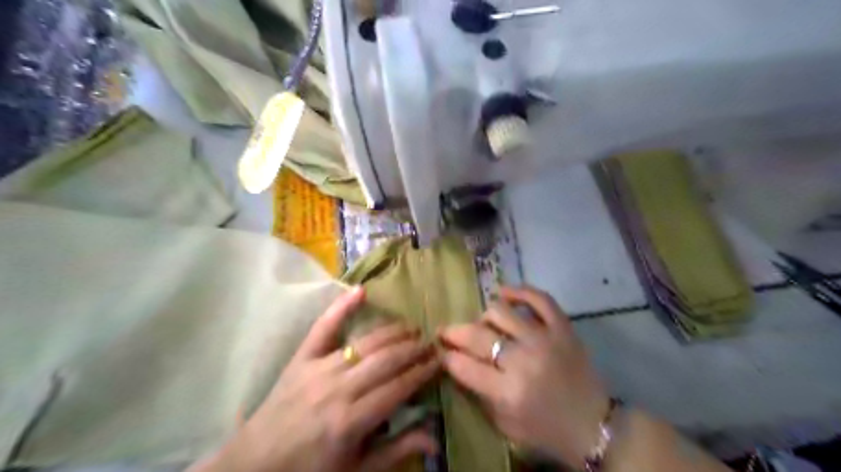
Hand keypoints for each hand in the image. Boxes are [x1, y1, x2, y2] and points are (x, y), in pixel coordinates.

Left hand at [193, 285, 436, 471]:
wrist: (256, 465)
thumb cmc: (311, 470)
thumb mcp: (357, 470)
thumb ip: (396, 451)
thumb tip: (435, 439)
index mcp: (352, 420)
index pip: (399, 386)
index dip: (422, 371)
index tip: (439, 360)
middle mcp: (339, 388)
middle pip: (386, 359)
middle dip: (414, 348)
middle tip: (431, 343)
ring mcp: (319, 368)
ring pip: (366, 342)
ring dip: (393, 332)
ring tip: (412, 327)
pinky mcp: (302, 358)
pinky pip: (323, 327)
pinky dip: (341, 307)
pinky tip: (361, 291)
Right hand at [437, 285, 608, 466]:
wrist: (594, 426)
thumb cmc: (546, 431)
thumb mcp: (505, 424)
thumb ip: (479, 393)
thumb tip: (458, 362)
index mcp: (508, 392)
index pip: (464, 365)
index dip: (447, 356)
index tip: (442, 351)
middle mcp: (523, 361)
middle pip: (477, 335)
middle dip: (455, 332)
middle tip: (448, 332)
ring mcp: (544, 339)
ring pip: (501, 311)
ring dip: (485, 316)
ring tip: (485, 324)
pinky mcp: (563, 328)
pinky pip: (539, 299)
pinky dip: (519, 291)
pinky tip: (504, 293)